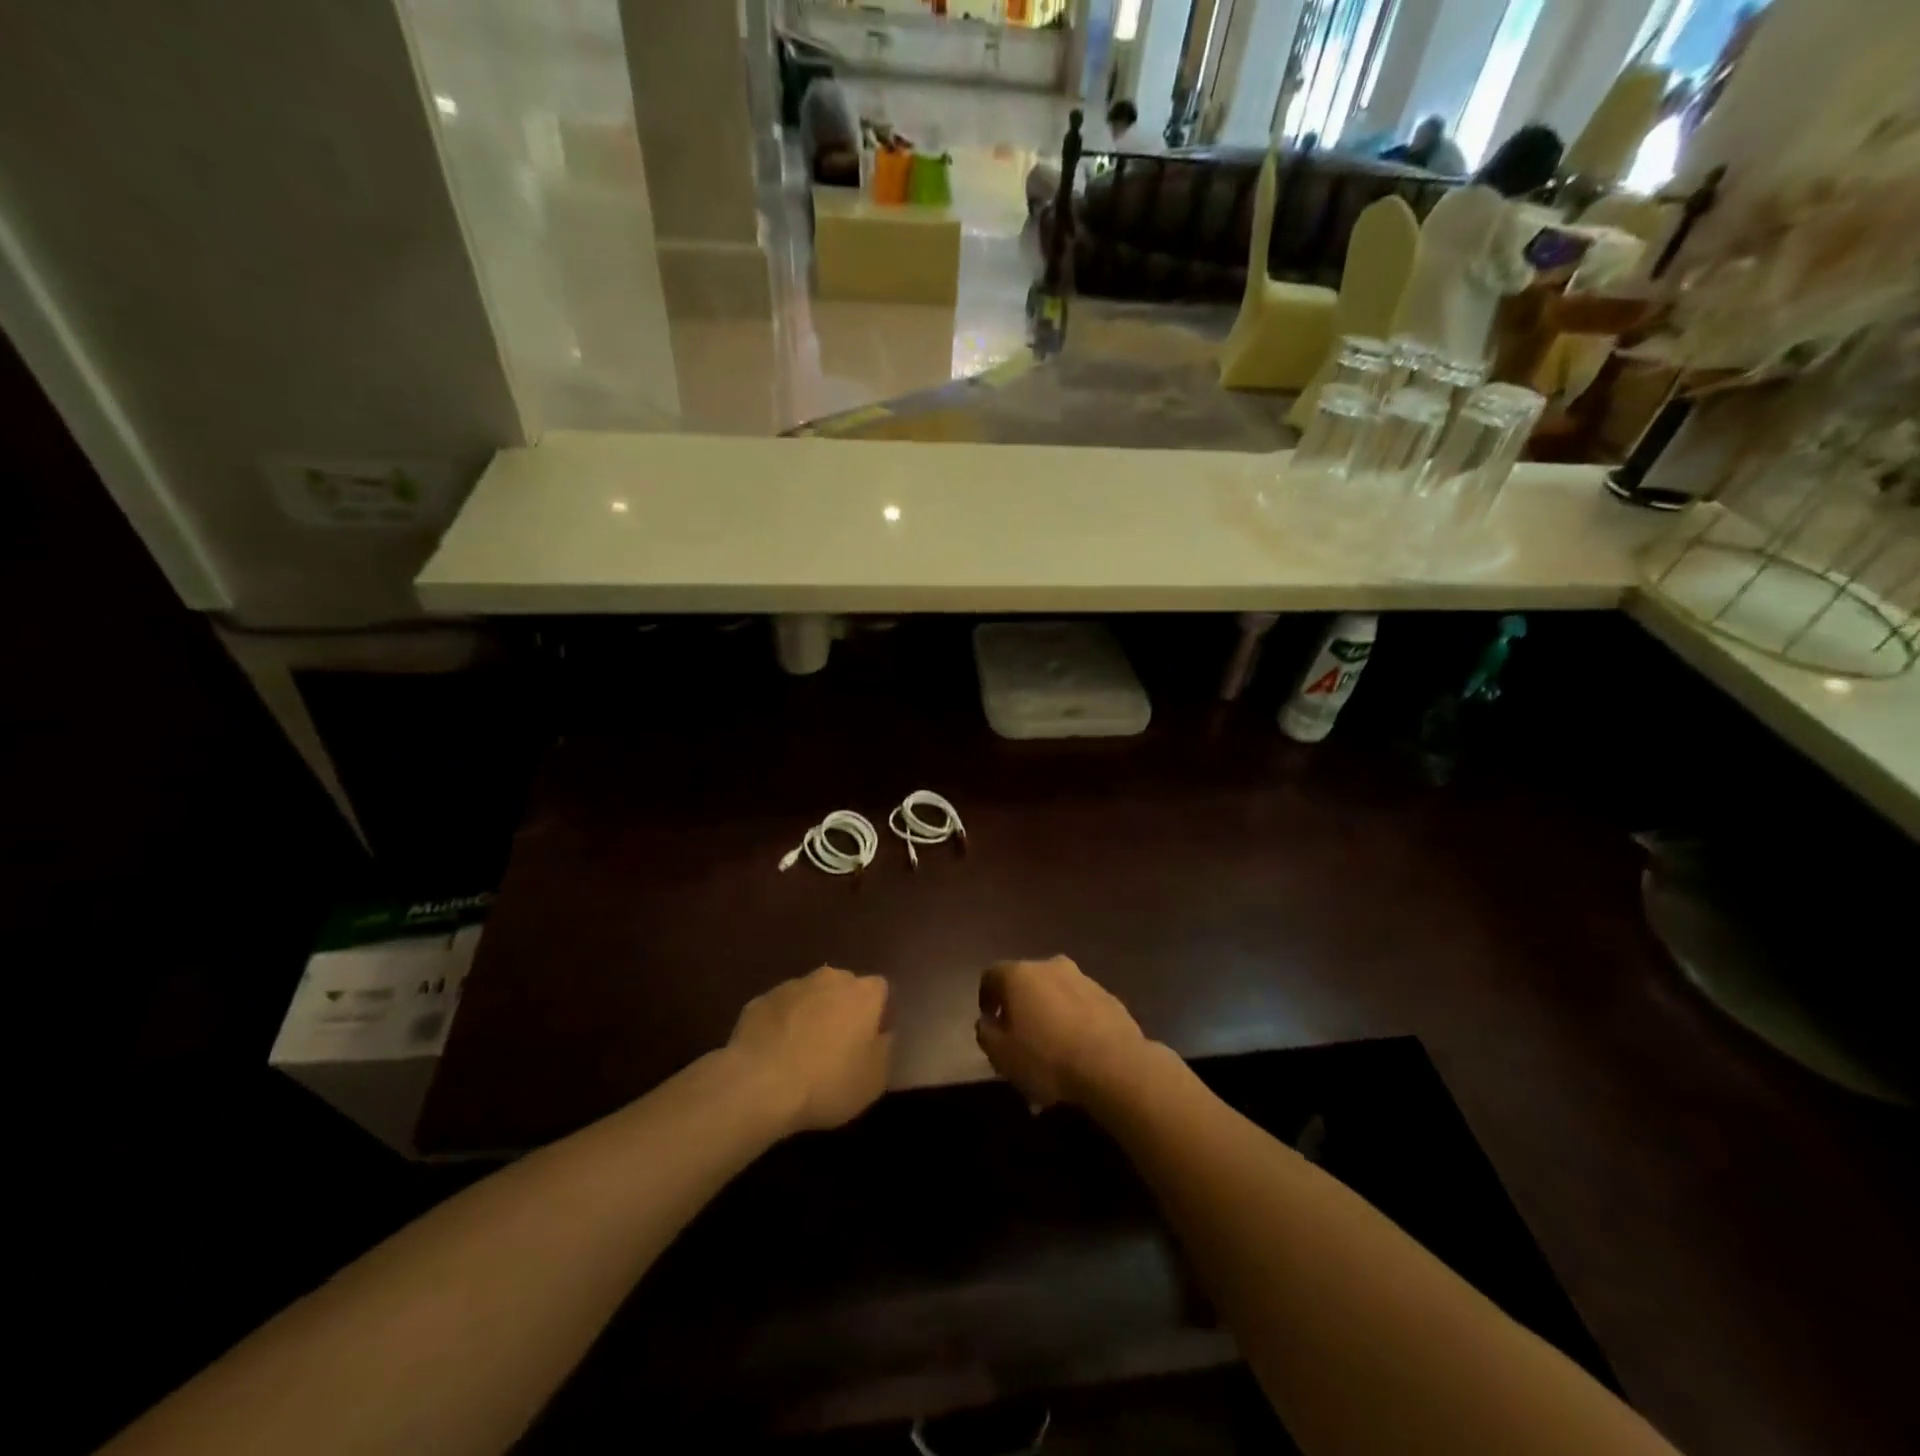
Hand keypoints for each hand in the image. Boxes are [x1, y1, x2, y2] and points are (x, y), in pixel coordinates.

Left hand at [728, 967, 891, 1133]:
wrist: (759, 1084)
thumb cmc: (828, 1082)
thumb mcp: (874, 1080)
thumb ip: (884, 1049)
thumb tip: (882, 1034)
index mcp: (863, 993)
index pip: (880, 989)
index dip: (877, 1013)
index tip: (870, 1040)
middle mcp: (830, 979)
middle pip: (844, 987)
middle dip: (843, 1009)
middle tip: (837, 1046)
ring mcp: (791, 986)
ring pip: (810, 996)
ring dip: (810, 1015)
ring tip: (802, 1053)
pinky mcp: (760, 1000)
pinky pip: (780, 1010)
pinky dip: (781, 1025)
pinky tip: (774, 1055)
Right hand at [975, 956, 1151, 1108]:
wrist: (1113, 1064)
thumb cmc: (1046, 1057)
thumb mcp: (1001, 1054)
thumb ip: (986, 1033)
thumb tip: (987, 1021)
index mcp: (1019, 974)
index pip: (991, 975)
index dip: (986, 997)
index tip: (989, 1020)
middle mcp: (1050, 966)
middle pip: (1026, 982)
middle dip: (1020, 1006)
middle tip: (1020, 1037)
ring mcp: (1082, 979)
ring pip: (1055, 994)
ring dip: (1049, 1014)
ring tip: (1051, 1050)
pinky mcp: (1107, 996)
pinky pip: (1080, 1006)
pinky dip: (1073, 1022)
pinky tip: (1076, 1050)